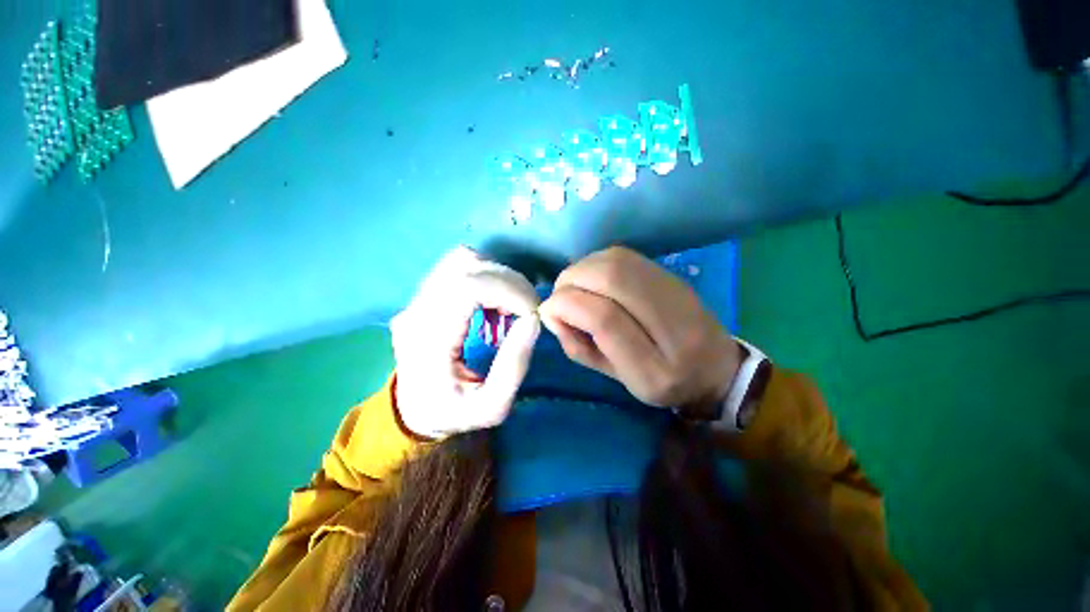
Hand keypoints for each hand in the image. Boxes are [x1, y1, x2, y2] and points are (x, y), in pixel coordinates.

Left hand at [391, 246, 540, 437]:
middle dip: (510, 283)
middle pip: (467, 267)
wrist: (413, 410)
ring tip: (509, 306)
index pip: (467, 287)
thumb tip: (533, 320)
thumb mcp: (491, 407)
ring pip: (462, 259)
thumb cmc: (452, 413)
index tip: (532, 312)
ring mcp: (416, 299)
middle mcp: (416, 311)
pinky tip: (493, 302)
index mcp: (428, 341)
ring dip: (497, 277)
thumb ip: (514, 366)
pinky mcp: (423, 294)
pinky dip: (486, 276)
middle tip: (528, 310)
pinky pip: (458, 267)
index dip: (508, 291)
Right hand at [539, 247, 740, 417]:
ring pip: (617, 261)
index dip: (567, 306)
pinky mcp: (672, 275)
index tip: (548, 310)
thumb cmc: (661, 381)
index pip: (605, 320)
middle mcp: (672, 326)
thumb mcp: (616, 378)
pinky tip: (593, 278)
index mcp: (655, 369)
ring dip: (583, 268)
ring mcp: (677, 292)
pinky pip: (625, 255)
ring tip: (574, 287)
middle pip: (612, 279)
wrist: (716, 367)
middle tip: (560, 295)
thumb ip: (580, 348)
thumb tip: (551, 313)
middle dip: (572, 280)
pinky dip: (598, 261)